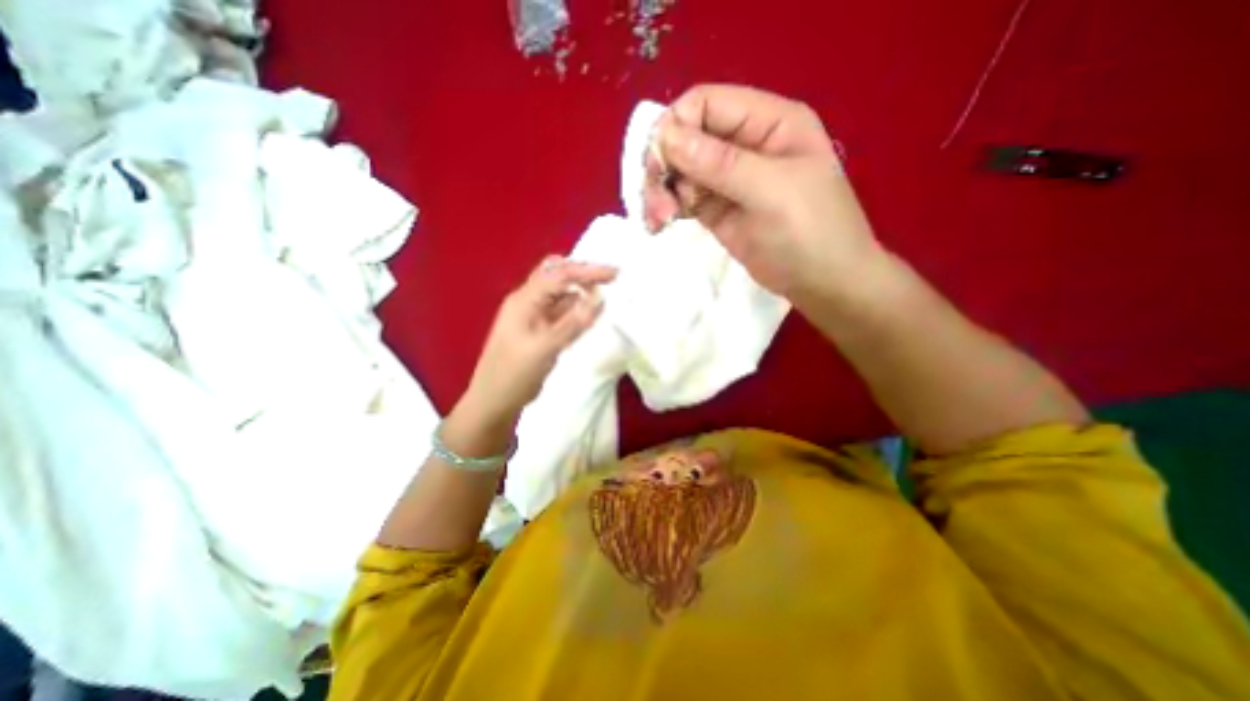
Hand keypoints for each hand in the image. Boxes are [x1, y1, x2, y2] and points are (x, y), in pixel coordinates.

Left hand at [458, 256, 613, 424]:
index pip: (559, 275)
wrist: (494, 401)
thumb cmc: (514, 375)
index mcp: (524, 300)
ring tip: (606, 291)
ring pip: (561, 293)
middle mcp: (529, 302)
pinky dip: (577, 308)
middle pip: (557, 275)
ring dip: (581, 289)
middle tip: (610, 278)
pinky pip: (562, 312)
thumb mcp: (544, 348)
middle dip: (583, 272)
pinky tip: (590, 312)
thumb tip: (600, 298)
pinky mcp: (541, 330)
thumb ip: (573, 323)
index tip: (615, 274)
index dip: (588, 271)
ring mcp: (534, 316)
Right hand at [644, 82, 886, 299]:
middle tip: (656, 203)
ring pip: (680, 171)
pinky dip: (668, 207)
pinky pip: (684, 198)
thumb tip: (666, 136)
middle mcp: (745, 145)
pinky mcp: (718, 210)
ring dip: (662, 191)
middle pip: (687, 138)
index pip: (707, 104)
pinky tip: (659, 223)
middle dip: (665, 166)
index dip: (675, 127)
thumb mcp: (771, 191)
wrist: (822, 284)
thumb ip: (720, 163)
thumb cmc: (810, 233)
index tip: (658, 164)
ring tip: (658, 220)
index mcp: (768, 123)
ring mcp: (729, 180)